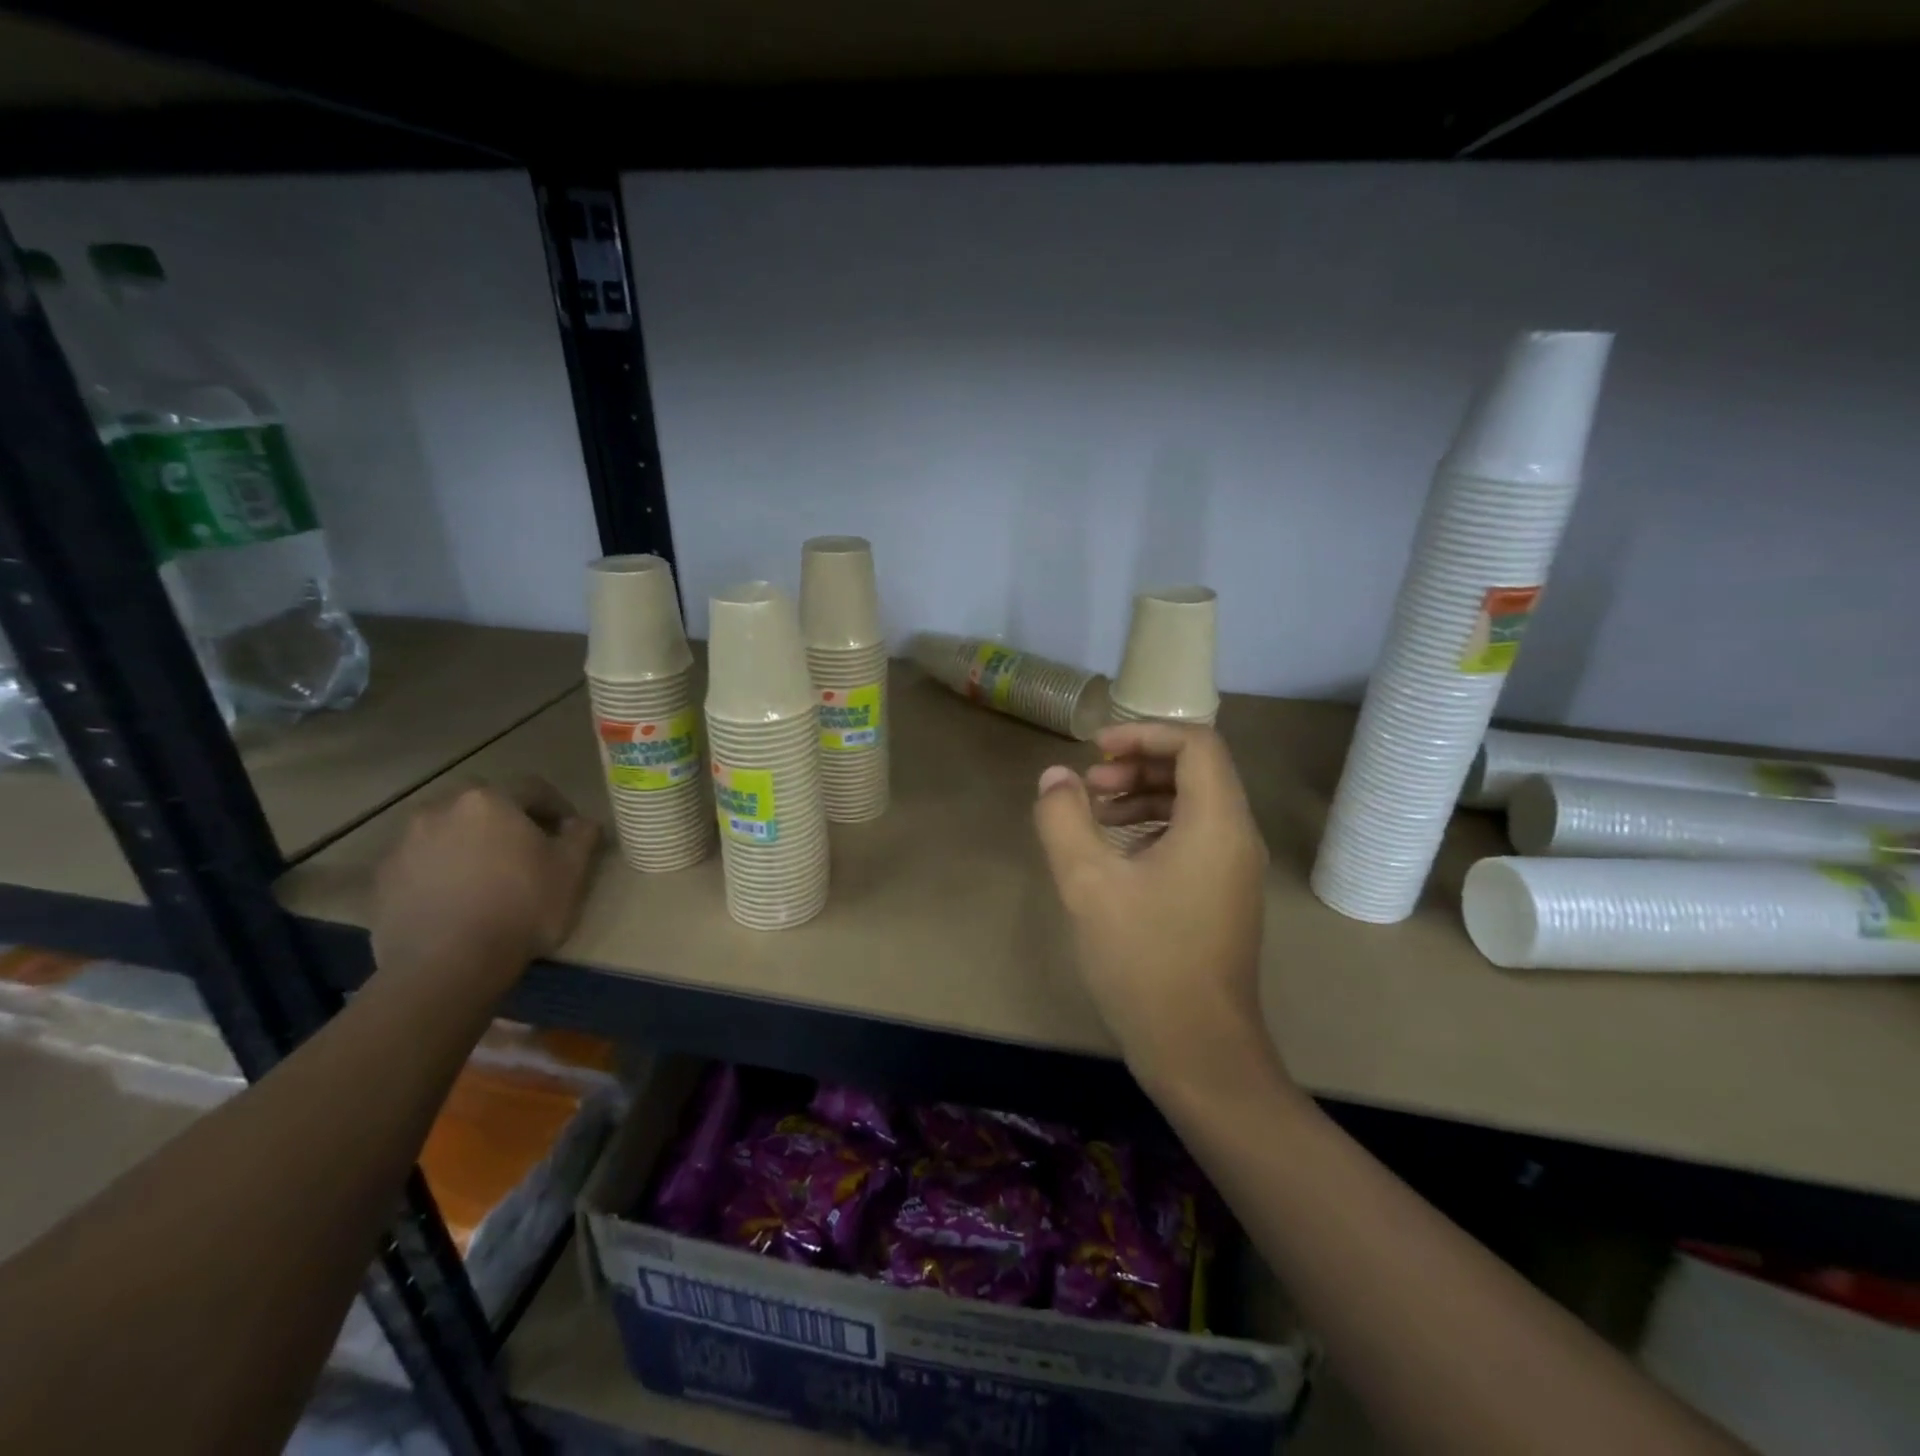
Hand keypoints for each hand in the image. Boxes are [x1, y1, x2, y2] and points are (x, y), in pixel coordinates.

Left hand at [371, 778, 600, 996]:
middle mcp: (441, 809)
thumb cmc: (521, 908)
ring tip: (486, 877)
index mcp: (490, 800)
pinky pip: (421, 862)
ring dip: (468, 843)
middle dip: (505, 819)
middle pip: (482, 804)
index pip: (533, 789)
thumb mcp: (572, 871)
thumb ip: (583, 836)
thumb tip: (582, 823)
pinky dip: (439, 871)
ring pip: (447, 830)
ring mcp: (404, 843)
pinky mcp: (382, 879)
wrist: (447, 965)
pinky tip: (456, 900)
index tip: (569, 832)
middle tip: (524, 849)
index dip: (557, 807)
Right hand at [1033, 722, 1276, 1092]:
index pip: (1196, 743)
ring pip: (1195, 804)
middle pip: (1196, 769)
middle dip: (1139, 764)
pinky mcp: (1224, 895)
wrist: (1198, 1050)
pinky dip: (1155, 827)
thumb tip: (1055, 777)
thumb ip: (1064, 819)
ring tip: (1096, 815)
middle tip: (1090, 785)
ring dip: (1144, 796)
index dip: (1144, 732)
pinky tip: (1116, 854)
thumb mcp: (1088, 884)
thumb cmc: (1144, 959)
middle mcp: (1236, 836)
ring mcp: (1234, 869)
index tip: (1096, 750)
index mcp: (1216, 823)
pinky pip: (1194, 837)